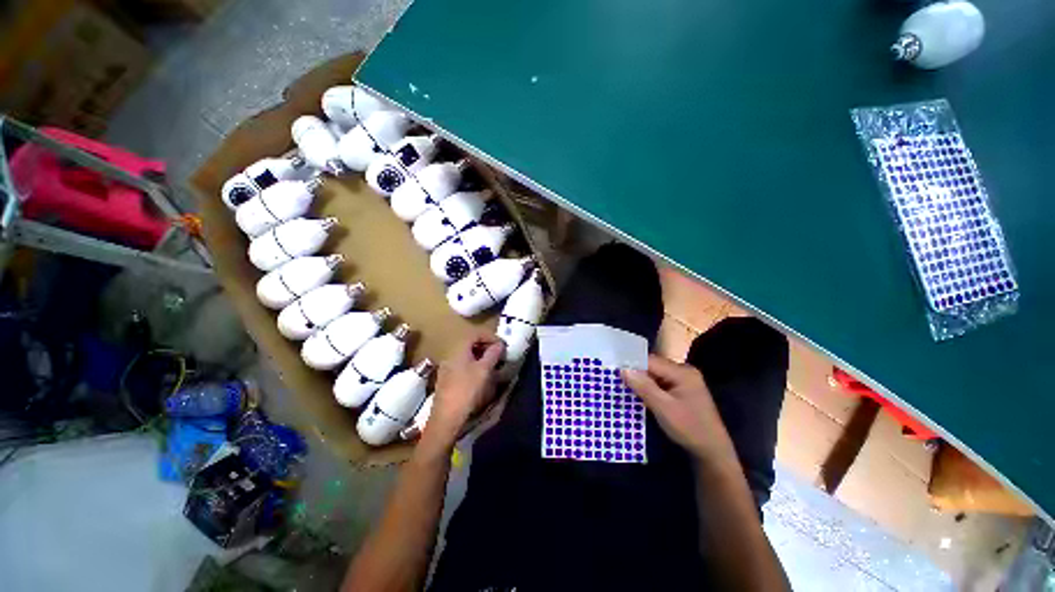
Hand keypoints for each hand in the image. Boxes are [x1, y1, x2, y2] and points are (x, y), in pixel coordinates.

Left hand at [427, 333, 505, 443]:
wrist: (446, 419)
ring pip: (467, 357)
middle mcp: (451, 356)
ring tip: (494, 368)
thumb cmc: (467, 390)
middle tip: (500, 356)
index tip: (502, 345)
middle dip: (487, 348)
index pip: (476, 334)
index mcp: (459, 349)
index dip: (491, 336)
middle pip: (471, 345)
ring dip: (482, 359)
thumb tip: (499, 344)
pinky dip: (475, 368)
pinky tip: (481, 379)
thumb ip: (493, 354)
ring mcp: (447, 369)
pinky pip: (463, 368)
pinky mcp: (447, 382)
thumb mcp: (484, 370)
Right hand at [622, 354, 737, 463]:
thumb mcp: (663, 408)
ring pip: (655, 374)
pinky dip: (649, 387)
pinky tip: (639, 393)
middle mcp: (684, 371)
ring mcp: (684, 380)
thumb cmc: (689, 428)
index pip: (651, 361)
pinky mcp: (682, 390)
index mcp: (682, 372)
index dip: (632, 364)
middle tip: (616, 379)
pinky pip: (660, 382)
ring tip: (623, 385)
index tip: (614, 370)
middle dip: (636, 372)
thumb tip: (623, 369)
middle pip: (653, 366)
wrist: (712, 452)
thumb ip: (644, 387)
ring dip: (642, 380)